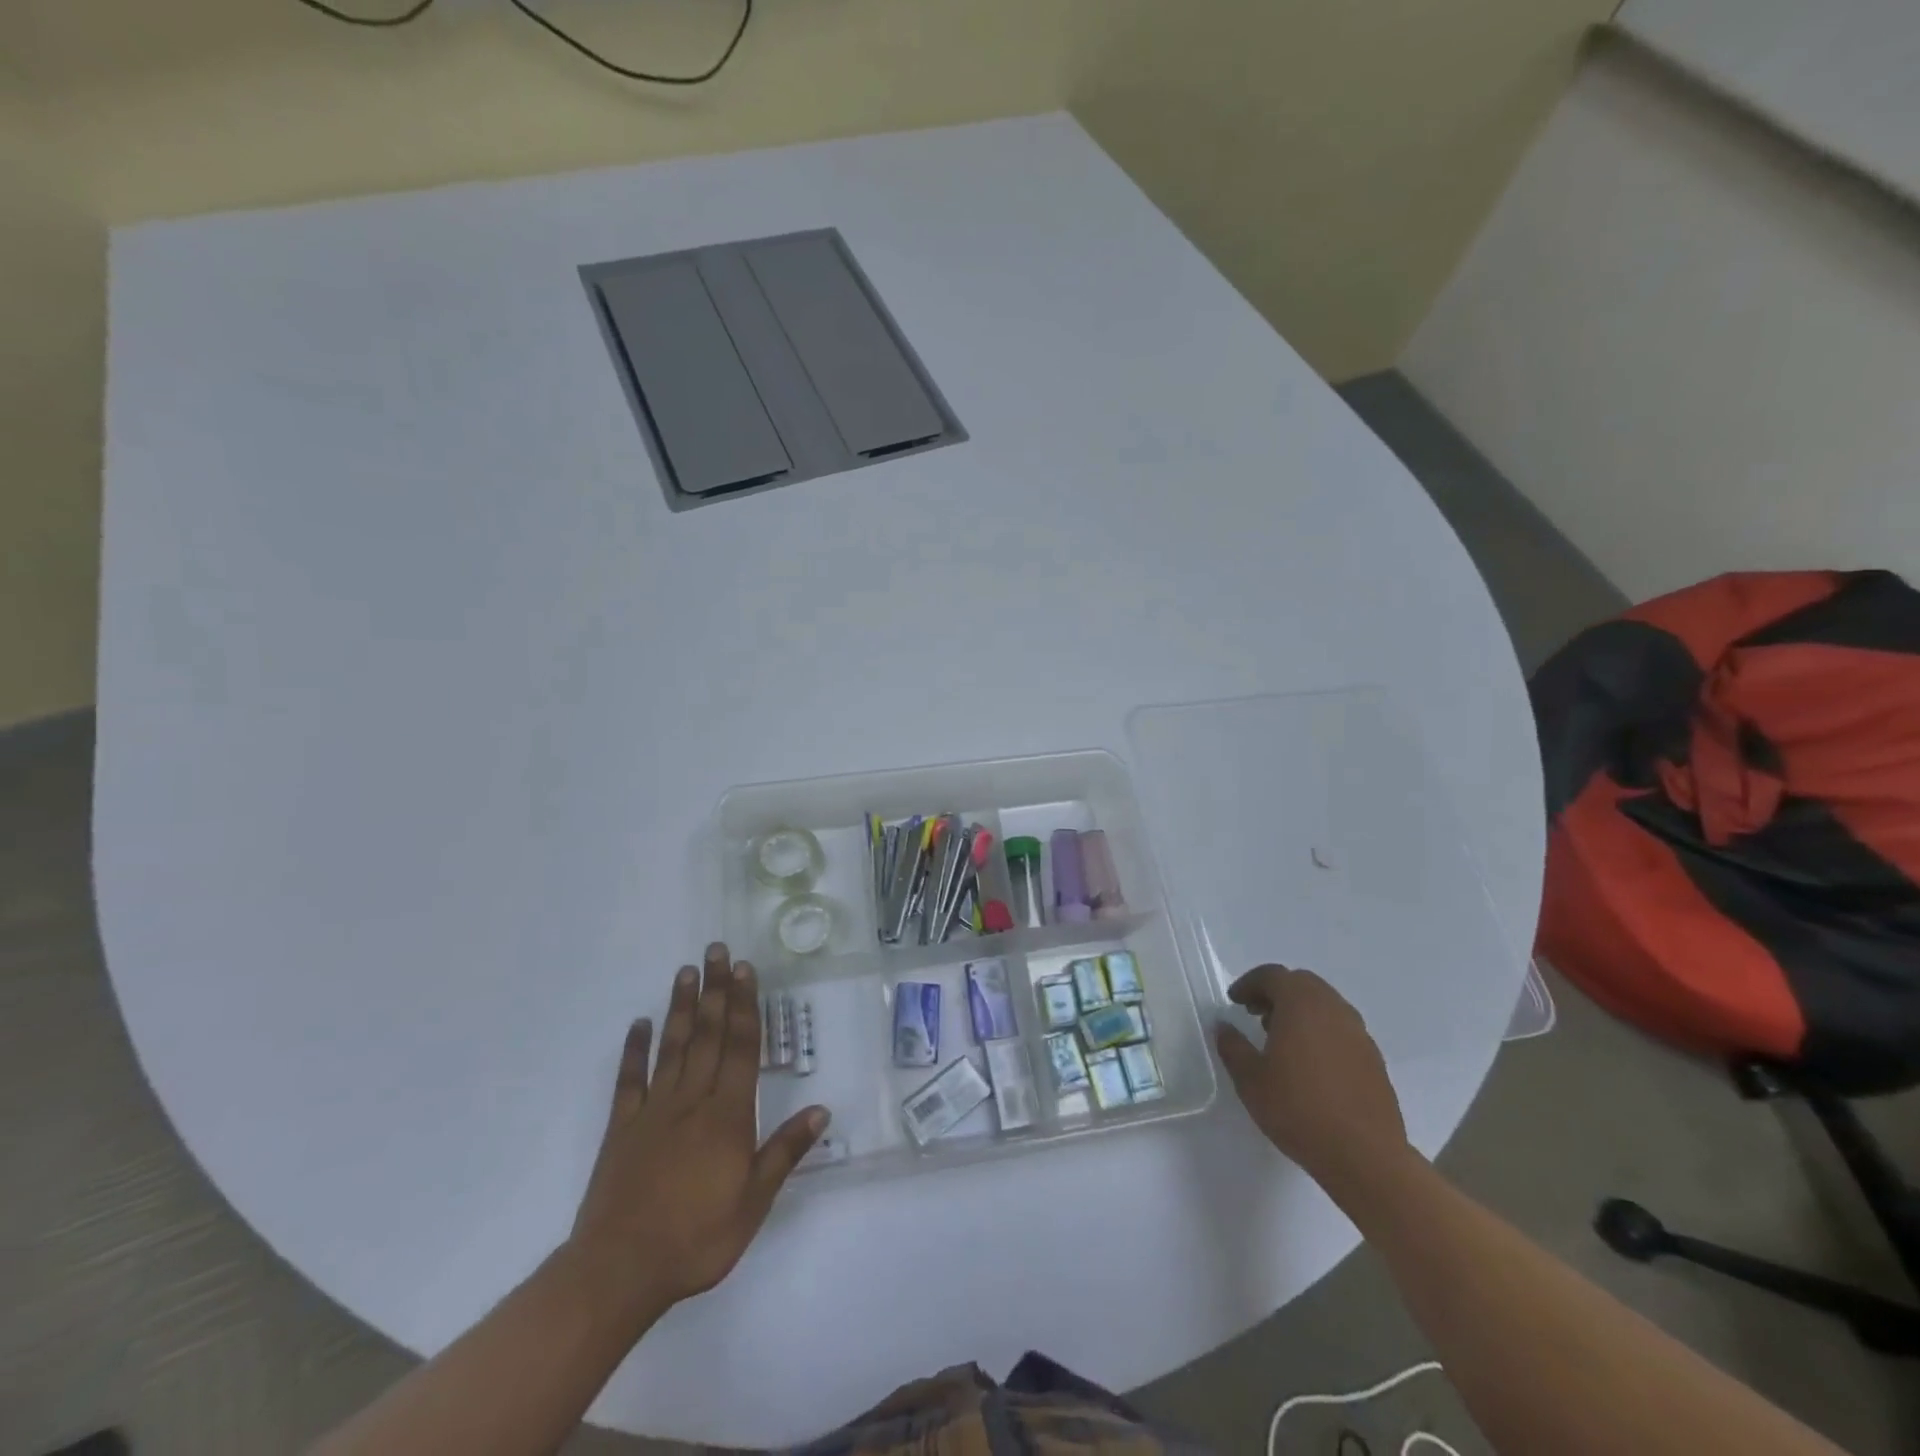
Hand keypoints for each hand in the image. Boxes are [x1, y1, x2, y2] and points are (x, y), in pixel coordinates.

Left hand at [566, 943, 827, 1317]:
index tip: (744, 970)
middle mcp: (692, 1100)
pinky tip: (639, 1023)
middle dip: (715, 990)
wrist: (619, 1272)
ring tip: (686, 971)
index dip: (744, 1006)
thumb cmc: (697, 1238)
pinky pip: (629, 1081)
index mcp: (727, 1115)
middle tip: (716, 950)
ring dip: (681, 1007)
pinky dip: (634, 1050)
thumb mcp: (754, 1202)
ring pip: (672, 1047)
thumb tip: (821, 1110)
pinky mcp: (621, 1129)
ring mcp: (653, 1111)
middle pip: (707, 1035)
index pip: (740, 1047)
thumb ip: (785, 1151)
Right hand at [1216, 965, 1410, 1192]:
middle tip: (1256, 1015)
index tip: (1235, 1001)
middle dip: (1276, 993)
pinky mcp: (1374, 1059)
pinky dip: (1321, 1032)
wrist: (1365, 1157)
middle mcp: (1333, 1009)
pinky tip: (1310, 1064)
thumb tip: (1224, 1026)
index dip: (1249, 984)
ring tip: (1281, 1039)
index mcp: (1301, 1004)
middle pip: (1302, 984)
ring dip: (1300, 1011)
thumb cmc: (1298, 1110)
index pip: (1273, 975)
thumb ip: (1233, 1046)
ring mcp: (1359, 1034)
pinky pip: (1341, 1029)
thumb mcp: (1250, 1079)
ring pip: (1325, 1005)